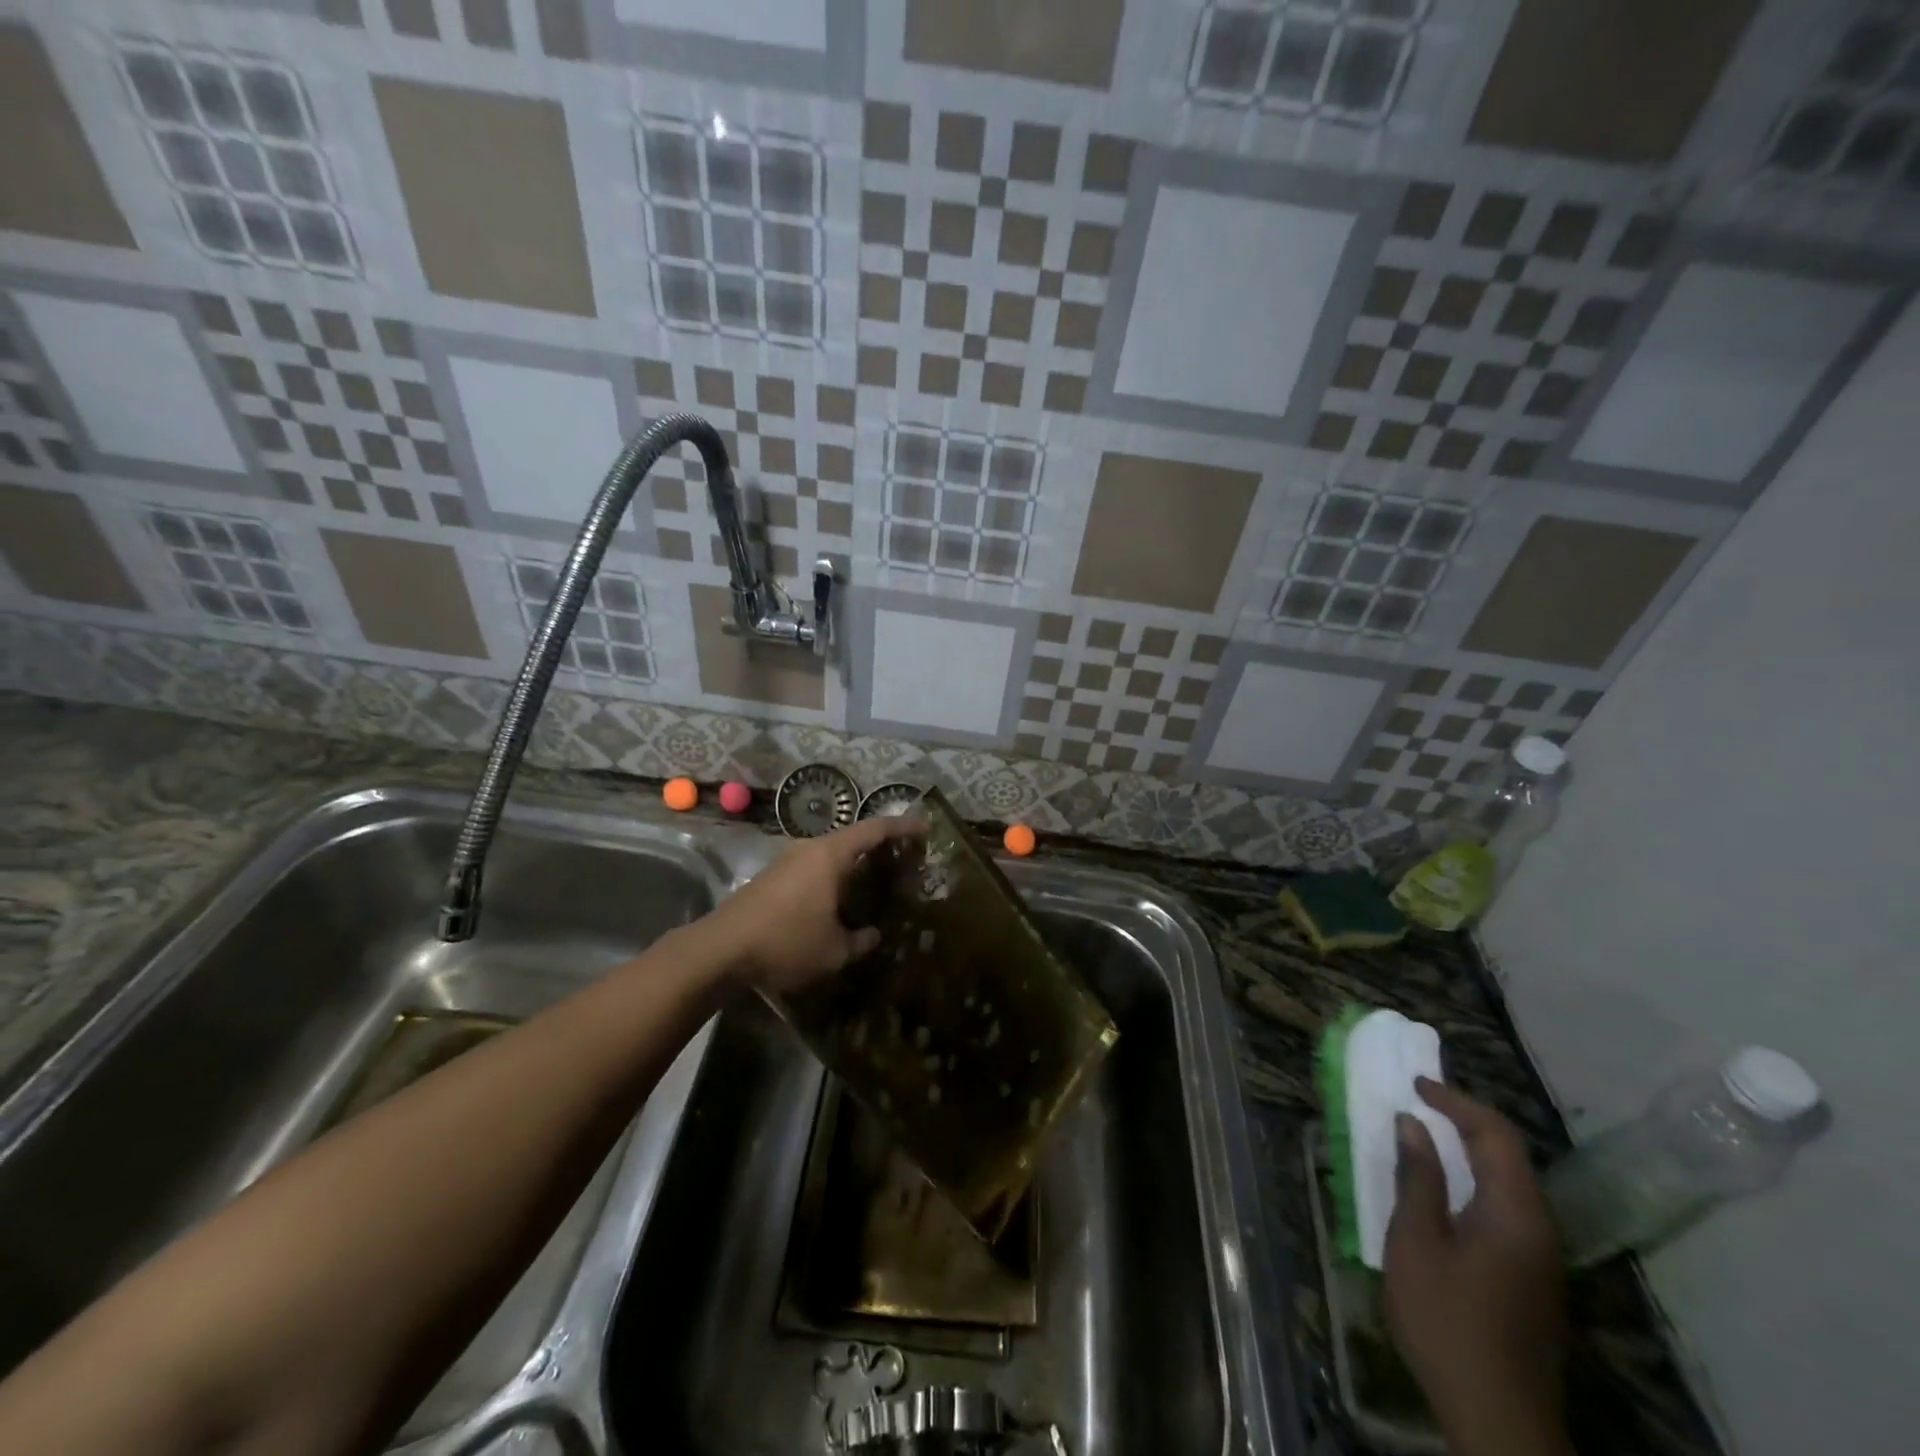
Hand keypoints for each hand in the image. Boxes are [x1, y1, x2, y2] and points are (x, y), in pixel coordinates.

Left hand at [707, 814, 927, 992]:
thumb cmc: (786, 941)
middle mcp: (809, 849)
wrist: (720, 949)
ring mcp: (786, 862)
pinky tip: (836, 903)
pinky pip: (812, 870)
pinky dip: (831, 879)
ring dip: (852, 866)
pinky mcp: (771, 879)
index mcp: (830, 855)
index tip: (925, 826)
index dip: (902, 826)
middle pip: (851, 839)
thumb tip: (873, 935)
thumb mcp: (834, 950)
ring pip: (829, 856)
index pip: (874, 830)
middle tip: (902, 862)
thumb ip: (860, 941)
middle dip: (878, 848)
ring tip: (873, 884)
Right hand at [1384, 1078, 1570, 1455]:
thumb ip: (1417, 1178)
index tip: (1415, 1085)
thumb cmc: (1447, 1320)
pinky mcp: (1532, 1279)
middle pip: (1509, 1156)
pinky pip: (1506, 1208)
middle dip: (1465, 1121)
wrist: (1497, 1418)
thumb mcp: (1416, 1242)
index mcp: (1515, 1213)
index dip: (1455, 1101)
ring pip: (1509, 1183)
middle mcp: (1538, 1228)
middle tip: (1419, 1102)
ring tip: (1425, 1136)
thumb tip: (1413, 1125)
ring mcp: (1540, 1257)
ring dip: (1470, 1151)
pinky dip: (1474, 1181)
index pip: (1495, 1135)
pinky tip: (1443, 1191)